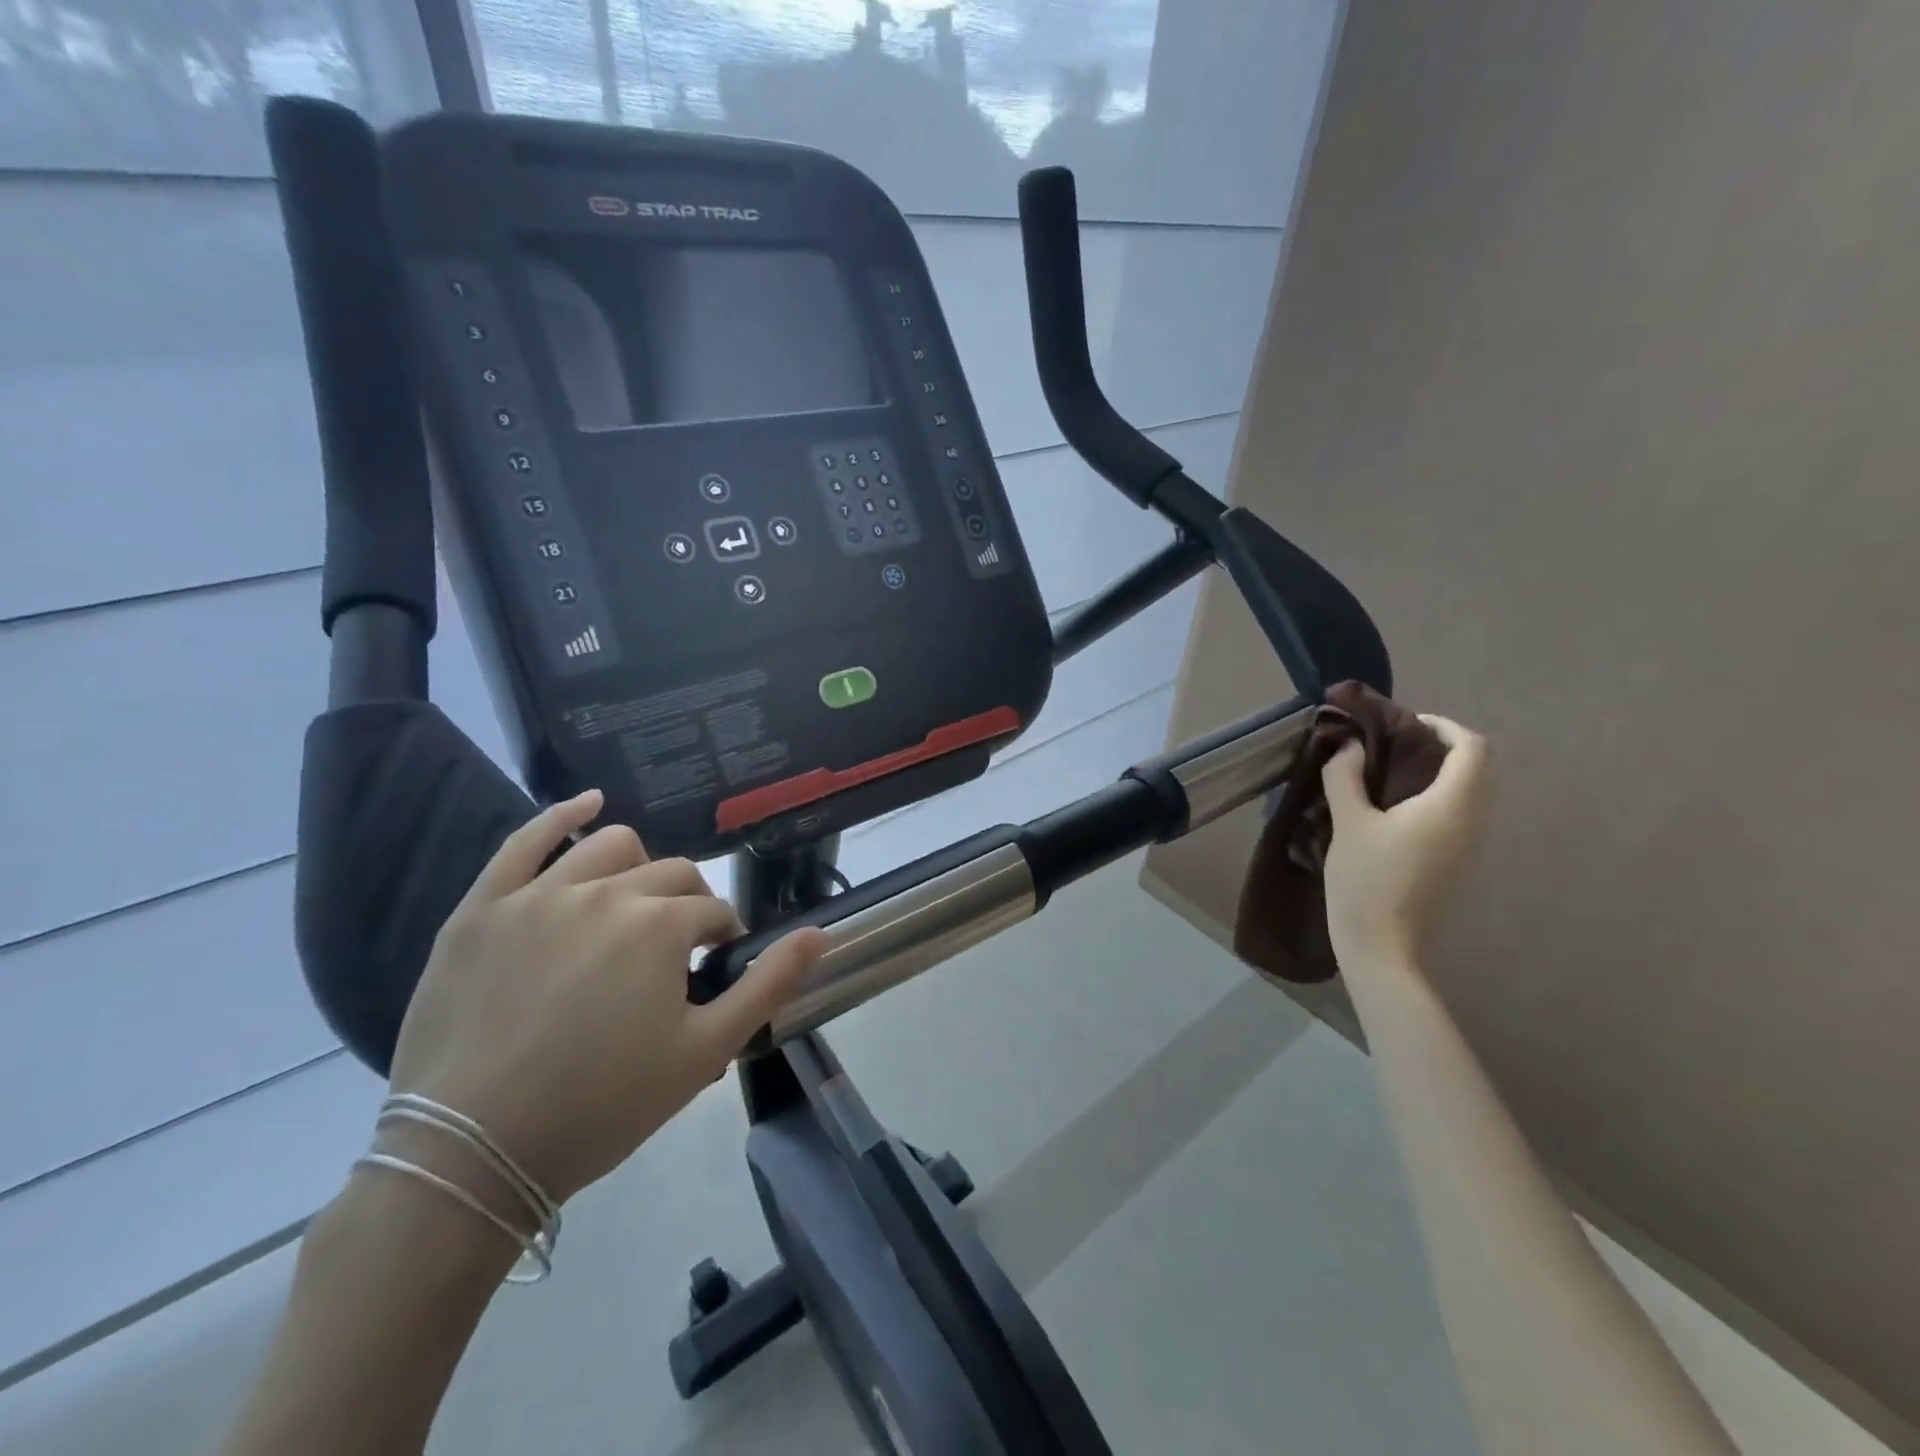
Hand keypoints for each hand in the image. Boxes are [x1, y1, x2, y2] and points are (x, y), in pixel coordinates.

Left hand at [385, 790, 826, 1205]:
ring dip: (639, 868)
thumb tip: (820, 933)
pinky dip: (562, 814)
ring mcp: (539, 894)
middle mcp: (606, 891)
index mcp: (660, 924)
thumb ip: (768, 984)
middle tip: (675, 957)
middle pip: (670, 875)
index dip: (721, 941)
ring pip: (610, 846)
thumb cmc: (601, 1106)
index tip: (712, 973)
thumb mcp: (705, 1052)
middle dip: (687, 907)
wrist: (469, 1155)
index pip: (713, 912)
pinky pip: (525, 840)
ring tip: (634, 905)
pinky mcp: (484, 907)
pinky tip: (589, 803)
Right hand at [1321, 715, 1490, 972]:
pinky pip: (1460, 814)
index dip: (1443, 726)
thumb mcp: (1348, 822)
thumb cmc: (1366, 879)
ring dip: (1440, 773)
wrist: (1382, 945)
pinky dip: (1438, 797)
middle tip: (1394, 745)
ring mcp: (1470, 846)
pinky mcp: (1457, 863)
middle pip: (1478, 768)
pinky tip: (1396, 809)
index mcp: (1452, 805)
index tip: (1403, 724)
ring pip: (1471, 792)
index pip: (1472, 747)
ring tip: (1390, 773)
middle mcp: (1473, 822)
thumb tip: (1350, 745)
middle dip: (1442, 747)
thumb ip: (1346, 776)